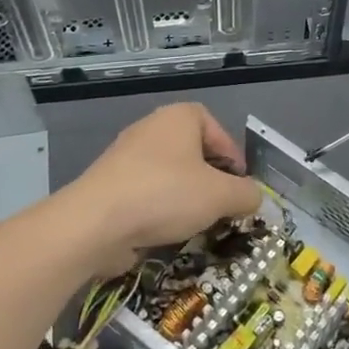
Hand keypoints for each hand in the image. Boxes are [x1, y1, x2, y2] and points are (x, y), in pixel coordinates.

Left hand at [66, 104, 262, 275]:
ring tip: (198, 222)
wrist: (94, 223)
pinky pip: (147, 191)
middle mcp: (151, 127)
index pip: (216, 128)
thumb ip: (246, 194)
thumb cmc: (165, 195)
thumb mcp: (220, 195)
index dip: (233, 155)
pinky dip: (161, 208)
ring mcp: (126, 155)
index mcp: (179, 117)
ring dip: (187, 196)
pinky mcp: (109, 184)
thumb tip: (253, 196)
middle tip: (223, 205)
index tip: (240, 185)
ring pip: (170, 173)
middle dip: (211, 179)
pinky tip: (167, 231)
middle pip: (193, 151)